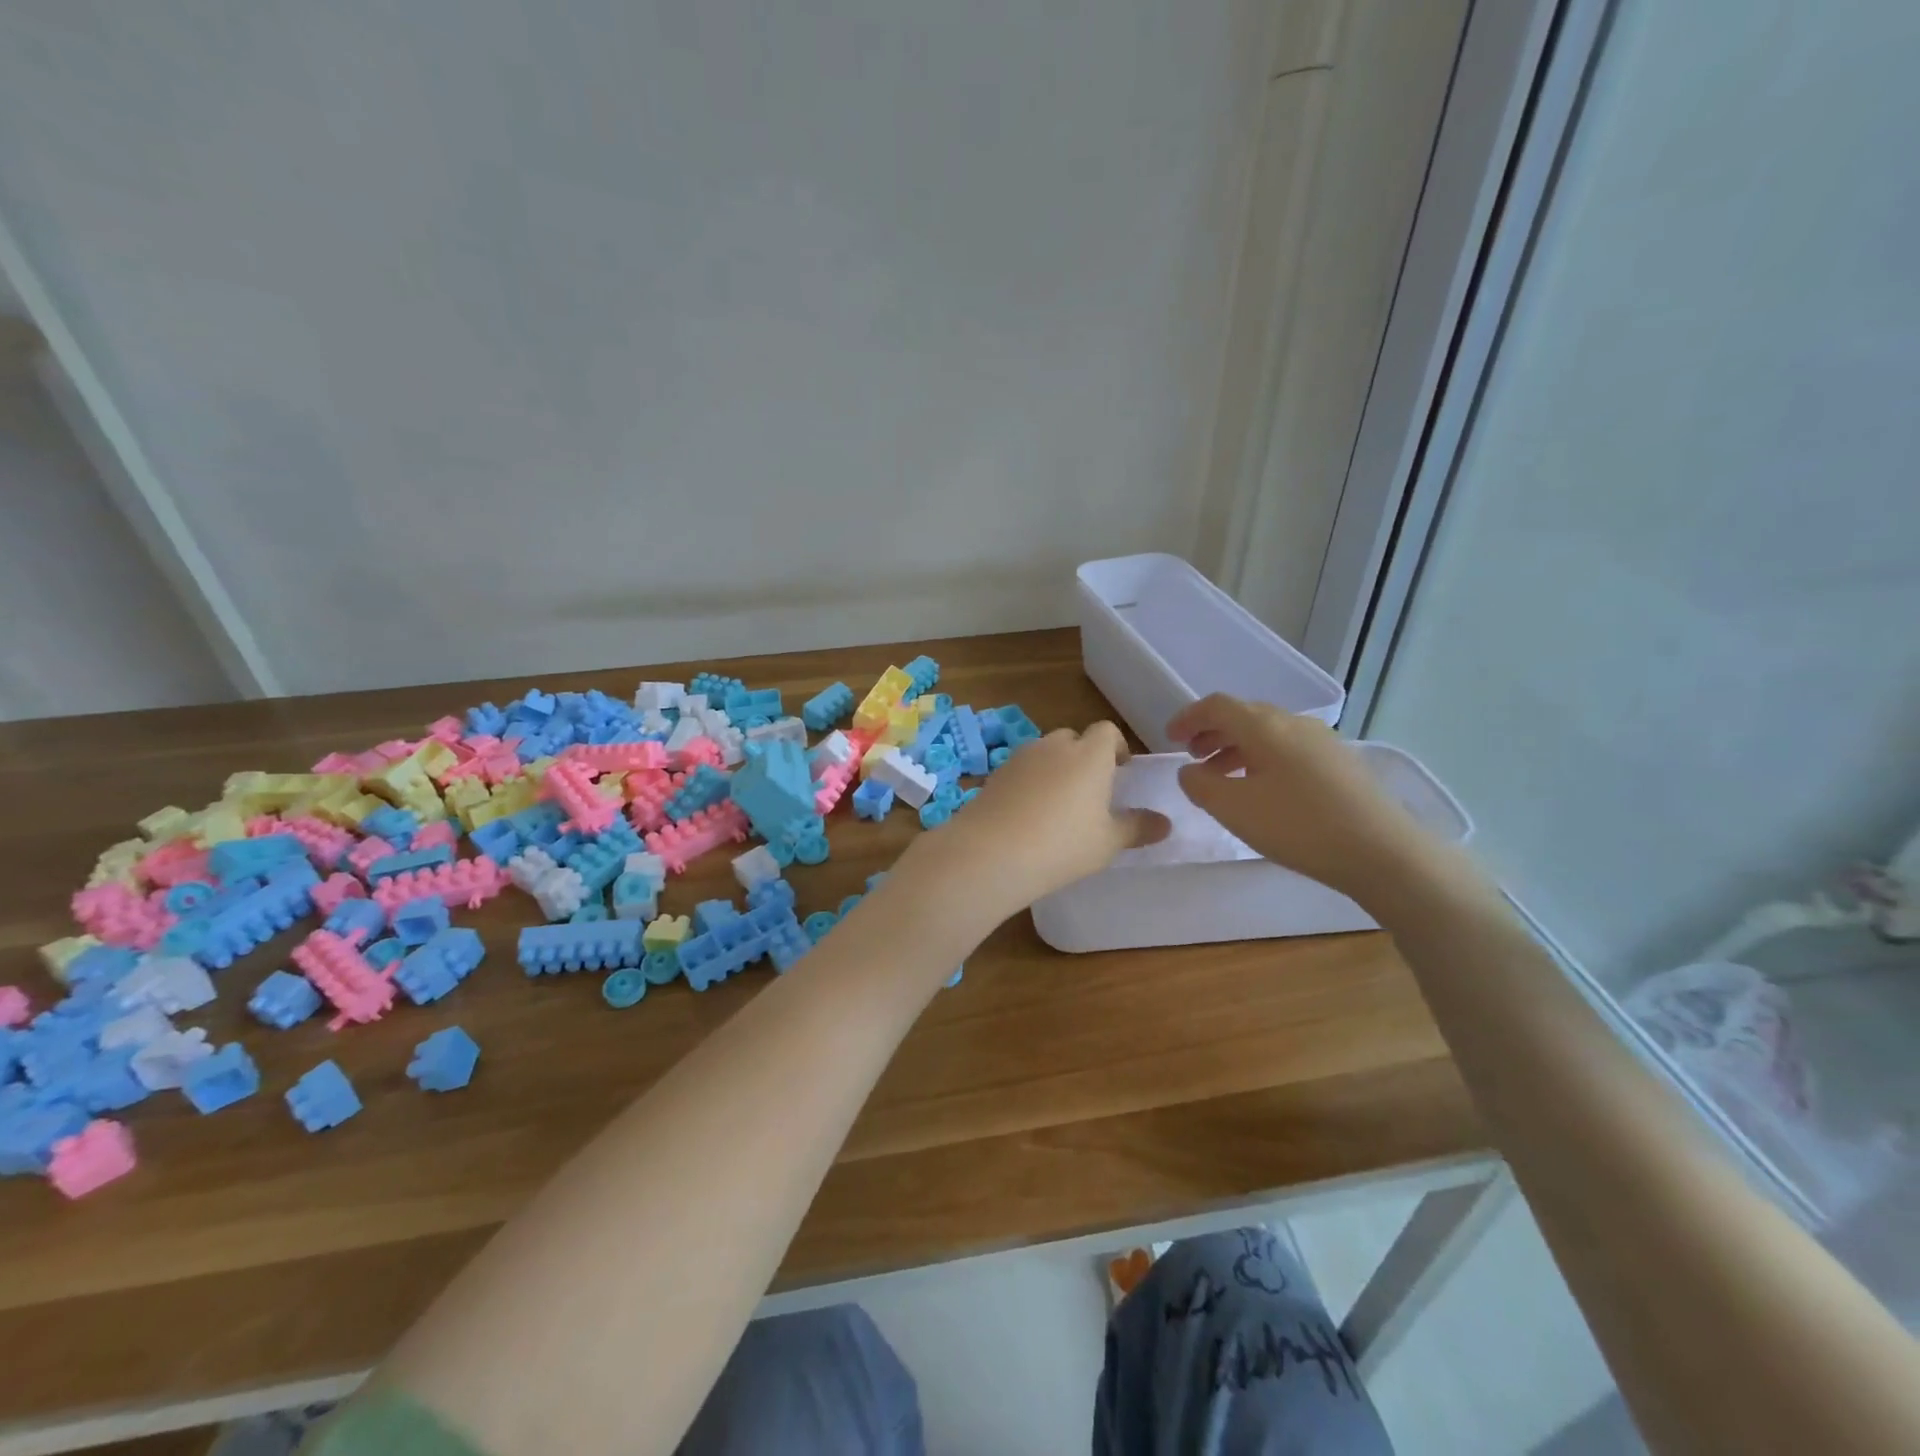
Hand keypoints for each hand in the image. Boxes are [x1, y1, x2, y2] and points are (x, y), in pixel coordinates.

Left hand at [913, 722, 1169, 916]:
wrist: (991, 852)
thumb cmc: (1063, 844)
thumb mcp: (1108, 842)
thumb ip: (1137, 828)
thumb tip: (1166, 823)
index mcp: (1090, 755)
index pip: (1107, 731)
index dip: (1116, 747)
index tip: (1121, 770)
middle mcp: (1054, 746)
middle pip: (1074, 738)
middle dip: (1084, 757)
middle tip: (1090, 791)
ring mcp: (1020, 757)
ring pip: (1044, 753)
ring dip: (1055, 769)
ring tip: (1058, 805)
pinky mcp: (995, 774)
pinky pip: (1021, 770)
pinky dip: (1029, 783)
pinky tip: (1028, 815)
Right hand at [1167, 694, 1435, 903]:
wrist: (1382, 852)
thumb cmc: (1298, 826)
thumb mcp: (1233, 809)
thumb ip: (1200, 785)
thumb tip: (1189, 771)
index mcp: (1265, 726)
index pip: (1217, 706)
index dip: (1189, 718)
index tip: (1169, 738)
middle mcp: (1294, 723)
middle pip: (1244, 716)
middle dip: (1212, 733)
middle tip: (1192, 757)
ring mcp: (1323, 741)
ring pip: (1268, 734)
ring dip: (1237, 749)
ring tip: (1222, 777)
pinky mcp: (1341, 763)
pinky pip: (1289, 749)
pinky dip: (1263, 760)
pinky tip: (1263, 790)